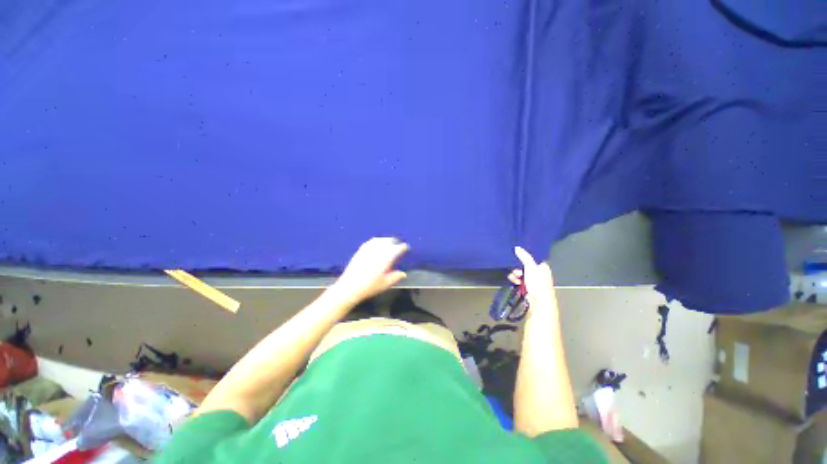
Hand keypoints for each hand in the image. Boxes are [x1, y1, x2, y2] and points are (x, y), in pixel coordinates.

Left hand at [333, 237, 408, 303]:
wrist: (349, 287)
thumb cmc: (370, 286)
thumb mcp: (386, 283)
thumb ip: (396, 277)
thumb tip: (403, 273)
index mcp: (387, 257)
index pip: (398, 248)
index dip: (403, 247)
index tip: (406, 248)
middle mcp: (378, 250)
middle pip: (389, 241)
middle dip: (395, 242)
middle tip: (398, 246)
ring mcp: (368, 248)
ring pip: (380, 240)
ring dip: (386, 240)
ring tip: (389, 244)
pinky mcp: (360, 250)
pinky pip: (371, 241)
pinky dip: (377, 241)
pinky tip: (376, 244)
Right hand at [509, 246, 555, 307]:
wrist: (539, 302)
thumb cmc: (538, 284)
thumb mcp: (530, 267)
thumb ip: (524, 257)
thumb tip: (517, 248)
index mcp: (543, 268)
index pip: (533, 260)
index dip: (524, 260)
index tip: (517, 260)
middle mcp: (540, 274)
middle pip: (526, 268)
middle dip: (518, 269)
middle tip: (515, 271)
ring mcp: (535, 283)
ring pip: (523, 276)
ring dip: (516, 276)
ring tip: (513, 278)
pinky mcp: (530, 289)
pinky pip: (521, 282)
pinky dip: (517, 282)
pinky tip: (514, 282)